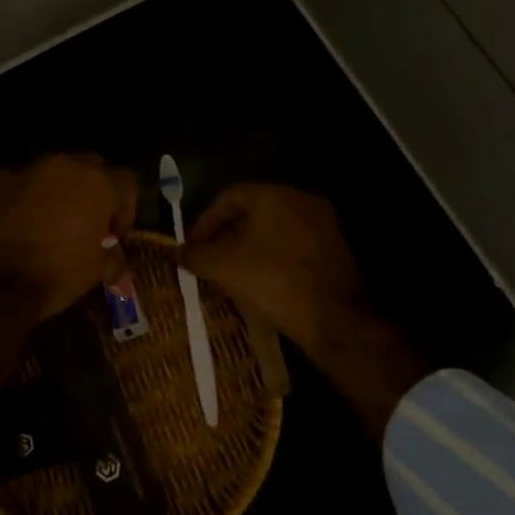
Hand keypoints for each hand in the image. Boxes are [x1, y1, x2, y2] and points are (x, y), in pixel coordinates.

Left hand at [0, 154, 137, 426]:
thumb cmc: (55, 274)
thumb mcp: (94, 273)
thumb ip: (113, 260)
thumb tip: (120, 264)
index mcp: (97, 183)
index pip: (127, 182)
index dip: (127, 208)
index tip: (117, 234)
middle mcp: (65, 166)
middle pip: (92, 167)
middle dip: (95, 191)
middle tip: (90, 222)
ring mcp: (28, 170)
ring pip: (55, 171)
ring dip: (61, 190)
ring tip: (55, 221)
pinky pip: (23, 183)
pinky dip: (28, 197)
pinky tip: (23, 222)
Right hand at [180, 184, 365, 349]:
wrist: (334, 319)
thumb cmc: (273, 280)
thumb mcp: (224, 267)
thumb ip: (197, 255)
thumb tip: (179, 253)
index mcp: (275, 195)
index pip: (230, 196)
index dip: (205, 221)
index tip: (193, 246)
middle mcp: (301, 201)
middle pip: (253, 212)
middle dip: (226, 235)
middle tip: (208, 259)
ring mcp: (322, 226)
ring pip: (274, 230)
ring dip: (248, 248)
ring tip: (230, 274)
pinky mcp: (335, 251)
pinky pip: (293, 246)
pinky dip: (272, 259)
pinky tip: (260, 282)